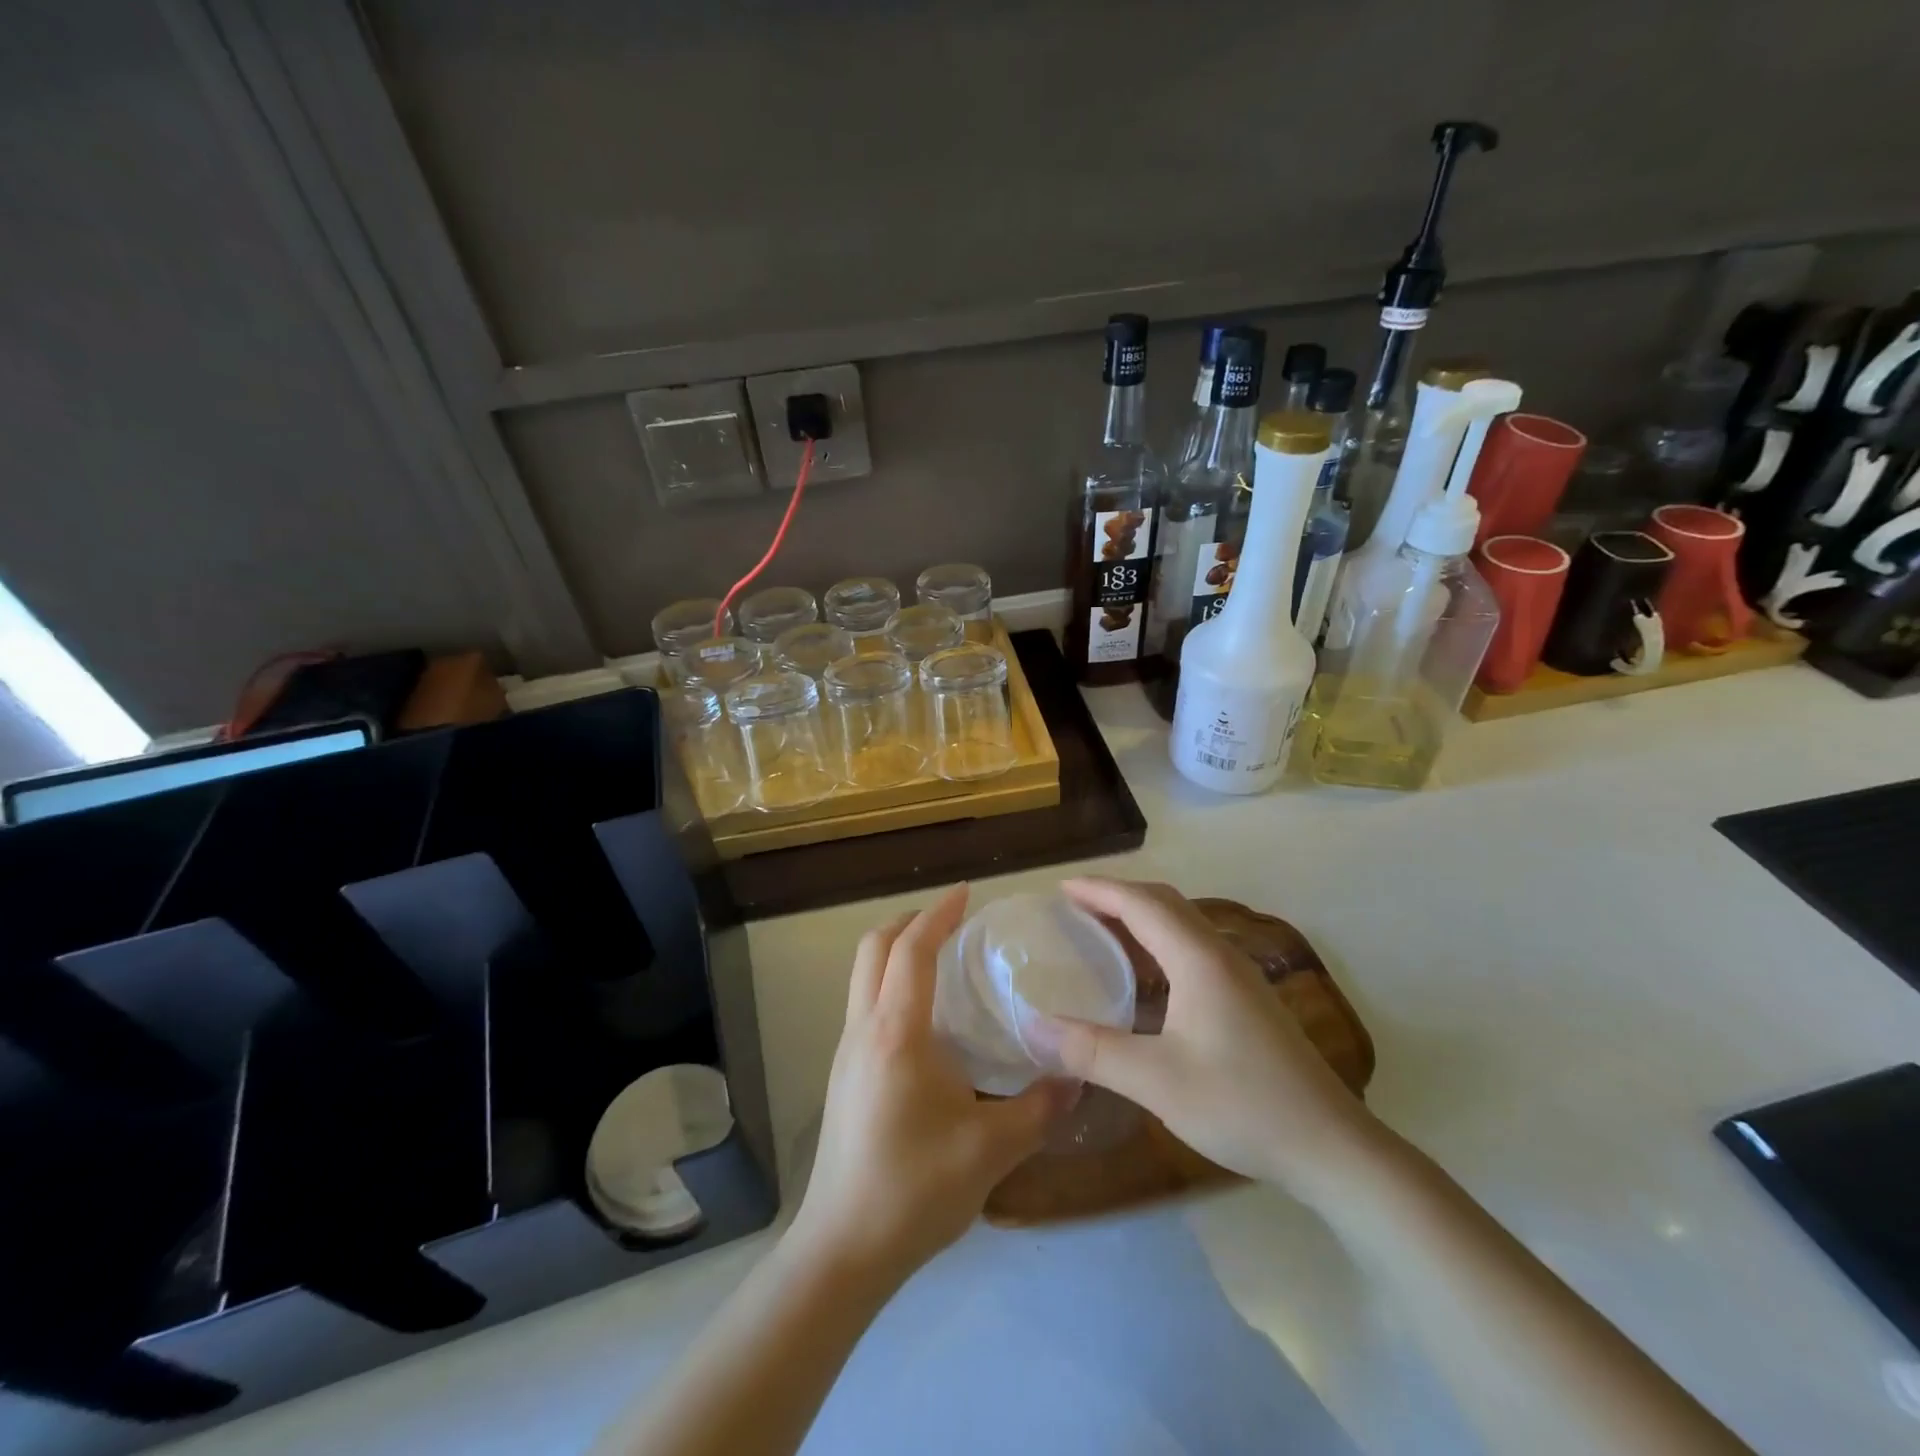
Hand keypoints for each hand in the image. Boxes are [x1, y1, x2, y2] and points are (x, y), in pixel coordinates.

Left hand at [791, 884, 1069, 1285]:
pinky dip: (890, 983)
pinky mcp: (844, 1075)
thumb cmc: (914, 1188)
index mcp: (896, 1032)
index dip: (938, 914)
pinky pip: (864, 1004)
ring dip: (896, 951)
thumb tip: (1077, 1076)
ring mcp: (847, 1052)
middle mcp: (864, 1029)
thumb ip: (1039, 1108)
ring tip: (941, 959)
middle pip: (873, 948)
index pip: (912, 950)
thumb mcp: (991, 1150)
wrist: (843, 1249)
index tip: (966, 894)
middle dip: (910, 921)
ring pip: (863, 975)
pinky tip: (926, 1018)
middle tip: (952, 920)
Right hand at [1034, 877, 1381, 1199]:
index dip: (1099, 890)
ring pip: (1182, 925)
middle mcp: (1220, 955)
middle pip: (1164, 903)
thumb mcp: (1155, 1080)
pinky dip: (1159, 943)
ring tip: (1101, 930)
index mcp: (1198, 959)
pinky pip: (1193, 948)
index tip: (1060, 888)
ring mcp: (1239, 977)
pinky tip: (1146, 976)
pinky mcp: (1247, 1000)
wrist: (1330, 1146)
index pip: (1141, 904)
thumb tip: (1033, 1026)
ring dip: (1141, 917)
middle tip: (1075, 906)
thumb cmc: (1241, 1103)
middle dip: (1118, 895)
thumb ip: (1091, 1050)